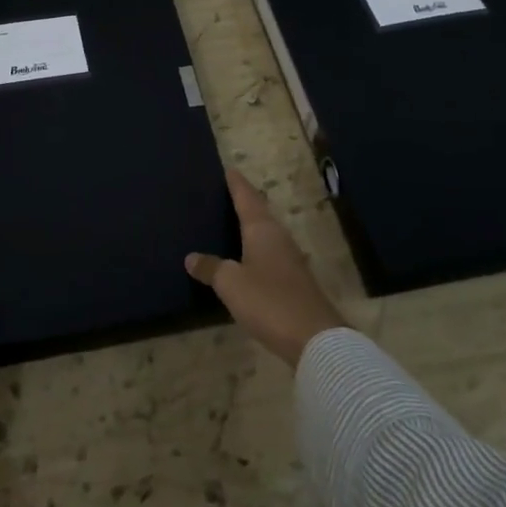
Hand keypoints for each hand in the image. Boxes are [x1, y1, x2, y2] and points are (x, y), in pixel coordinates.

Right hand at [186, 167, 345, 367]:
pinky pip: (270, 254)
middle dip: (243, 202)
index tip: (228, 168)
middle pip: (259, 213)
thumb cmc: (269, 301)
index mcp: (262, 230)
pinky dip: (256, 249)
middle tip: (224, 194)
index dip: (236, 183)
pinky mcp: (295, 281)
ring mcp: (290, 259)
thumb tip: (191, 257)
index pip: (247, 197)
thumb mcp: (231, 284)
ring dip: (251, 227)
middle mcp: (279, 238)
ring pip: (266, 234)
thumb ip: (211, 268)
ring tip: (231, 223)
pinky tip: (247, 259)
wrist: (315, 338)